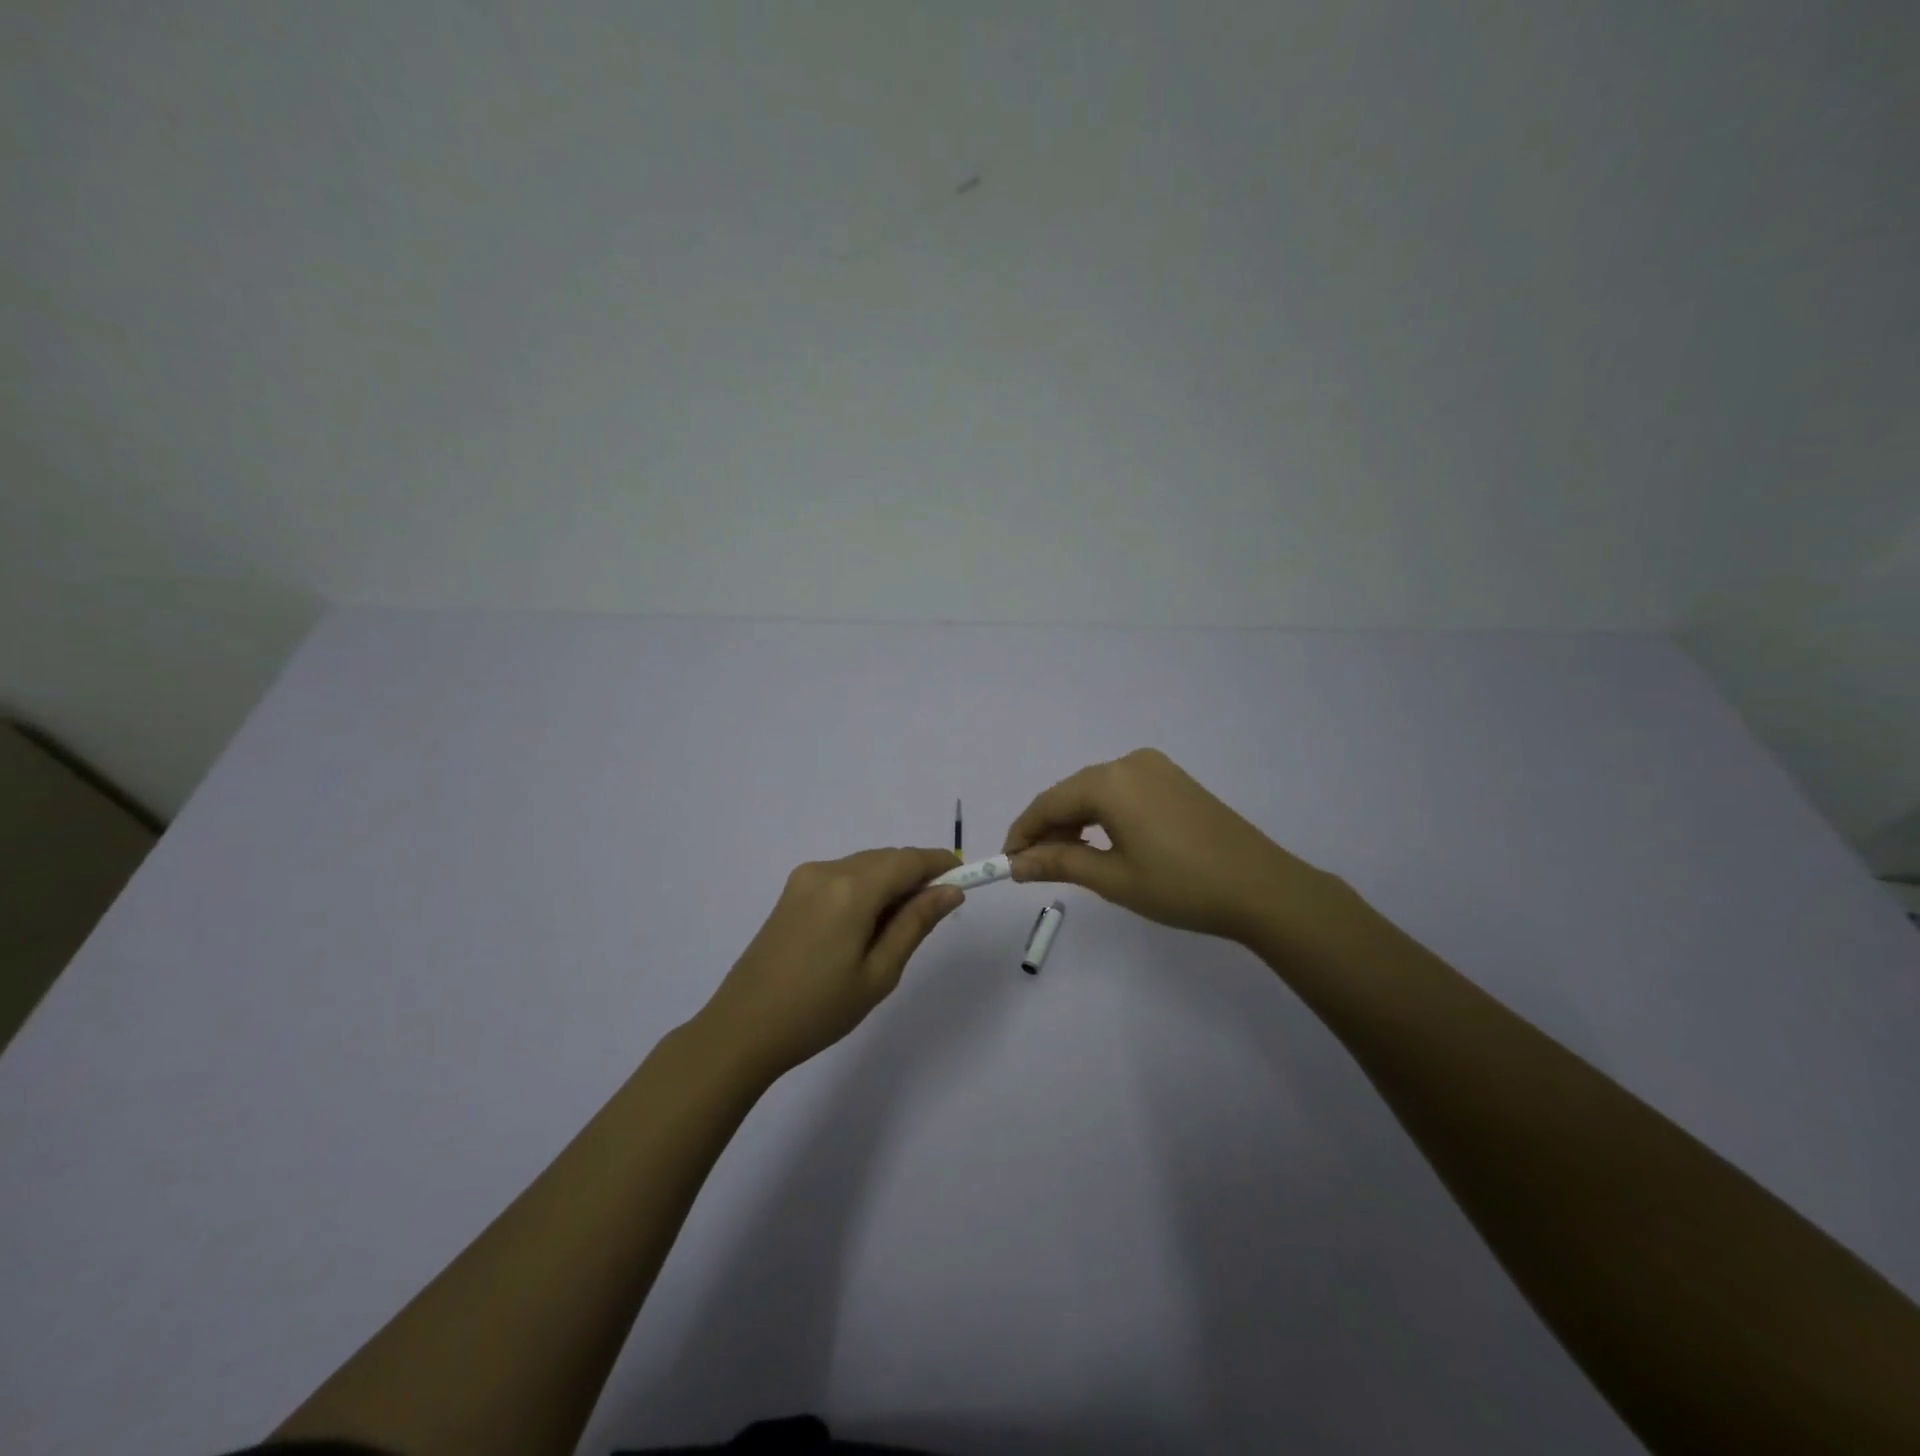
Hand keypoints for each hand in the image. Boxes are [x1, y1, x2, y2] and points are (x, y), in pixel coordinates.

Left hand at [699, 848, 964, 1077]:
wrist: (743, 1029)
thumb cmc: (819, 1009)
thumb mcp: (879, 972)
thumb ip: (916, 923)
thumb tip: (950, 891)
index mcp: (851, 889)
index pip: (908, 860)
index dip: (940, 863)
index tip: (966, 877)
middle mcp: (827, 870)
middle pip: (886, 859)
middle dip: (916, 875)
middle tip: (936, 911)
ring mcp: (805, 879)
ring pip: (864, 865)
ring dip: (890, 882)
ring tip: (900, 926)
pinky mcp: (791, 892)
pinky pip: (842, 876)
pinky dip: (865, 888)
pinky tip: (866, 924)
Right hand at [1003, 748, 1334, 944]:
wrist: (1261, 888)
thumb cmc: (1181, 886)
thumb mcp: (1113, 879)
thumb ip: (1059, 864)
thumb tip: (1017, 864)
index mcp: (1110, 782)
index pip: (1048, 803)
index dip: (1022, 833)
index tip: (1007, 864)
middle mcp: (1129, 763)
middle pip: (1071, 794)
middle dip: (1049, 829)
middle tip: (1036, 869)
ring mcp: (1155, 768)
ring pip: (1096, 792)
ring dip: (1075, 823)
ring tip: (1068, 861)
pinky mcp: (1173, 779)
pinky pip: (1122, 791)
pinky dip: (1103, 815)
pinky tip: (1102, 843)